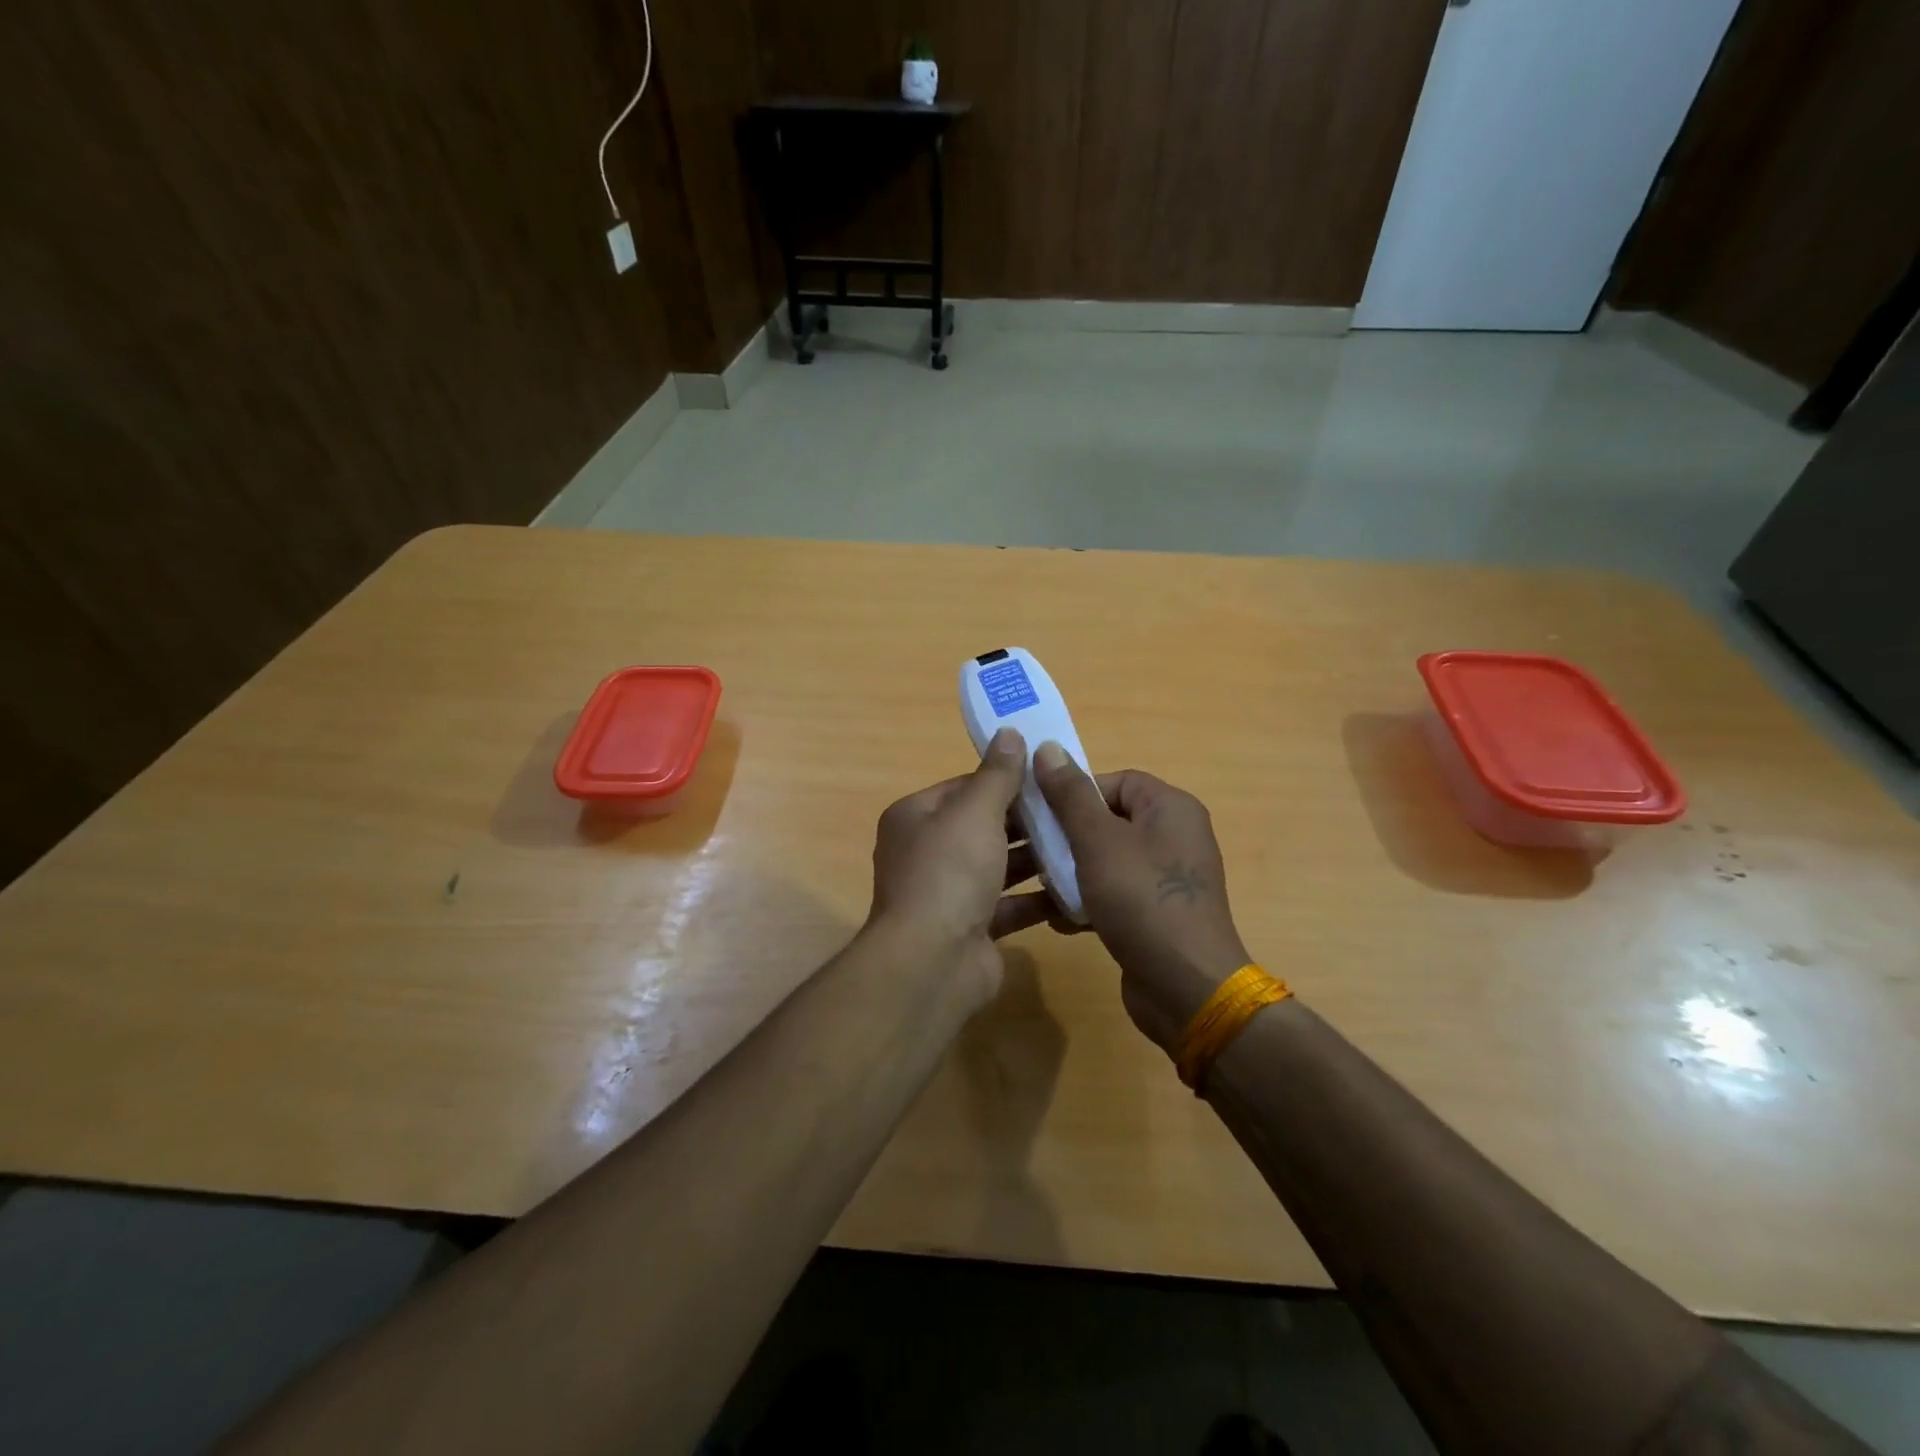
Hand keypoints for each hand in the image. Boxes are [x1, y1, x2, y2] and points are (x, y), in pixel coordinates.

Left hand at [866, 728, 1052, 1004]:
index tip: (1048, 777)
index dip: (1005, 780)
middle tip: (1073, 810)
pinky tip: (1075, 887)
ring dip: (1036, 858)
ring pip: (998, 867)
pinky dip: (1037, 898)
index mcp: (916, 818)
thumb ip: (997, 774)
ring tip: (1081, 843)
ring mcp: (948, 894)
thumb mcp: (975, 811)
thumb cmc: (949, 871)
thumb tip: (1010, 732)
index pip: (965, 787)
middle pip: (983, 827)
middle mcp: (927, 853)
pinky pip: (1009, 906)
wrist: (933, 961)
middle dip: (1026, 820)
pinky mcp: (972, 929)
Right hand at [1028, 744, 1249, 1053]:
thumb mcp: (1098, 842)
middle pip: (1108, 820)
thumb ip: (1070, 795)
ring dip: (1073, 872)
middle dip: (1068, 836)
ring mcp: (1168, 878)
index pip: (1115, 781)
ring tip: (1043, 887)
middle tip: (1034, 852)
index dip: (1074, 793)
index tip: (1041, 815)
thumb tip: (1048, 748)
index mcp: (1170, 808)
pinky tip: (1062, 920)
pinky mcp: (1157, 913)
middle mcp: (1174, 836)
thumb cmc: (1142, 900)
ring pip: (1107, 859)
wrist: (1186, 988)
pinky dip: (1089, 901)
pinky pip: (1116, 893)